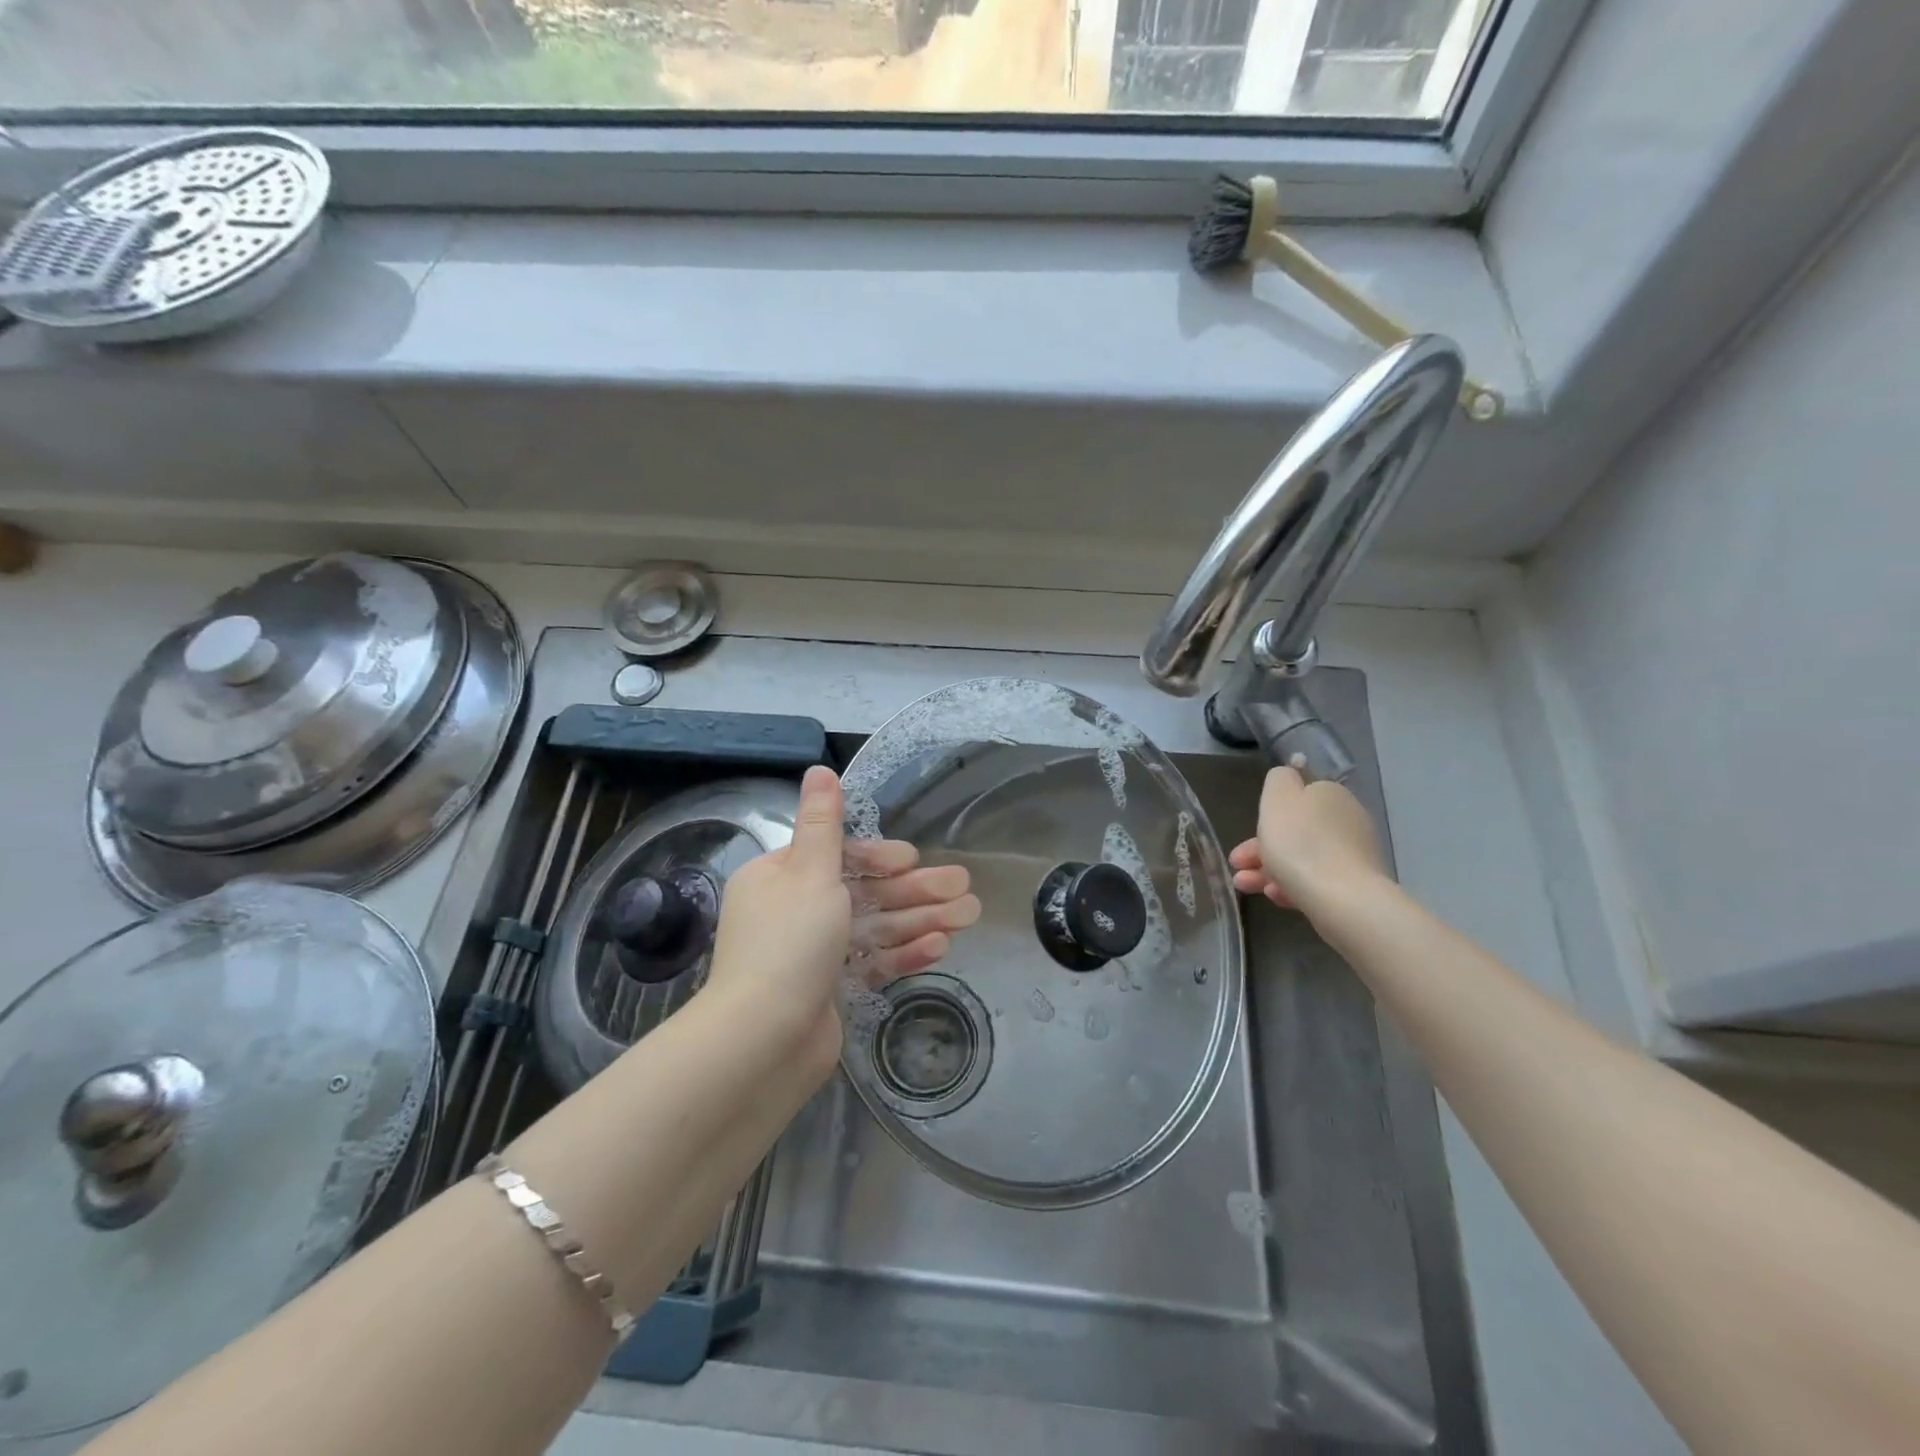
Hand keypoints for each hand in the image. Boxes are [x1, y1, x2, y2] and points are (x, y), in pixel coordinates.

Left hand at [704, 765, 980, 1073]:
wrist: (762, 1041)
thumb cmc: (789, 943)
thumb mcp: (810, 872)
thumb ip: (823, 823)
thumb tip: (818, 769)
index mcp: (779, 878)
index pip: (838, 856)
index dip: (880, 856)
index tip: (912, 860)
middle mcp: (794, 912)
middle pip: (864, 892)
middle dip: (914, 889)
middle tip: (965, 887)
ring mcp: (813, 954)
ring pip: (875, 927)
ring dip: (921, 919)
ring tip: (968, 915)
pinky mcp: (830, 990)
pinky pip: (872, 961)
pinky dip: (904, 952)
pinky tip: (942, 946)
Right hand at [1229, 765, 1388, 919]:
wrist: (1343, 899)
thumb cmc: (1300, 843)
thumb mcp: (1278, 798)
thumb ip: (1279, 779)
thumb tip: (1288, 777)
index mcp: (1330, 794)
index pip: (1296, 796)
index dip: (1267, 814)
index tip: (1245, 832)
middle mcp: (1347, 819)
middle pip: (1296, 830)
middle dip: (1262, 848)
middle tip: (1237, 864)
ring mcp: (1354, 854)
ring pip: (1302, 857)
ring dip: (1269, 869)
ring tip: (1245, 886)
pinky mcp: (1356, 886)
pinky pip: (1316, 880)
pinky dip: (1292, 885)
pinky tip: (1276, 897)